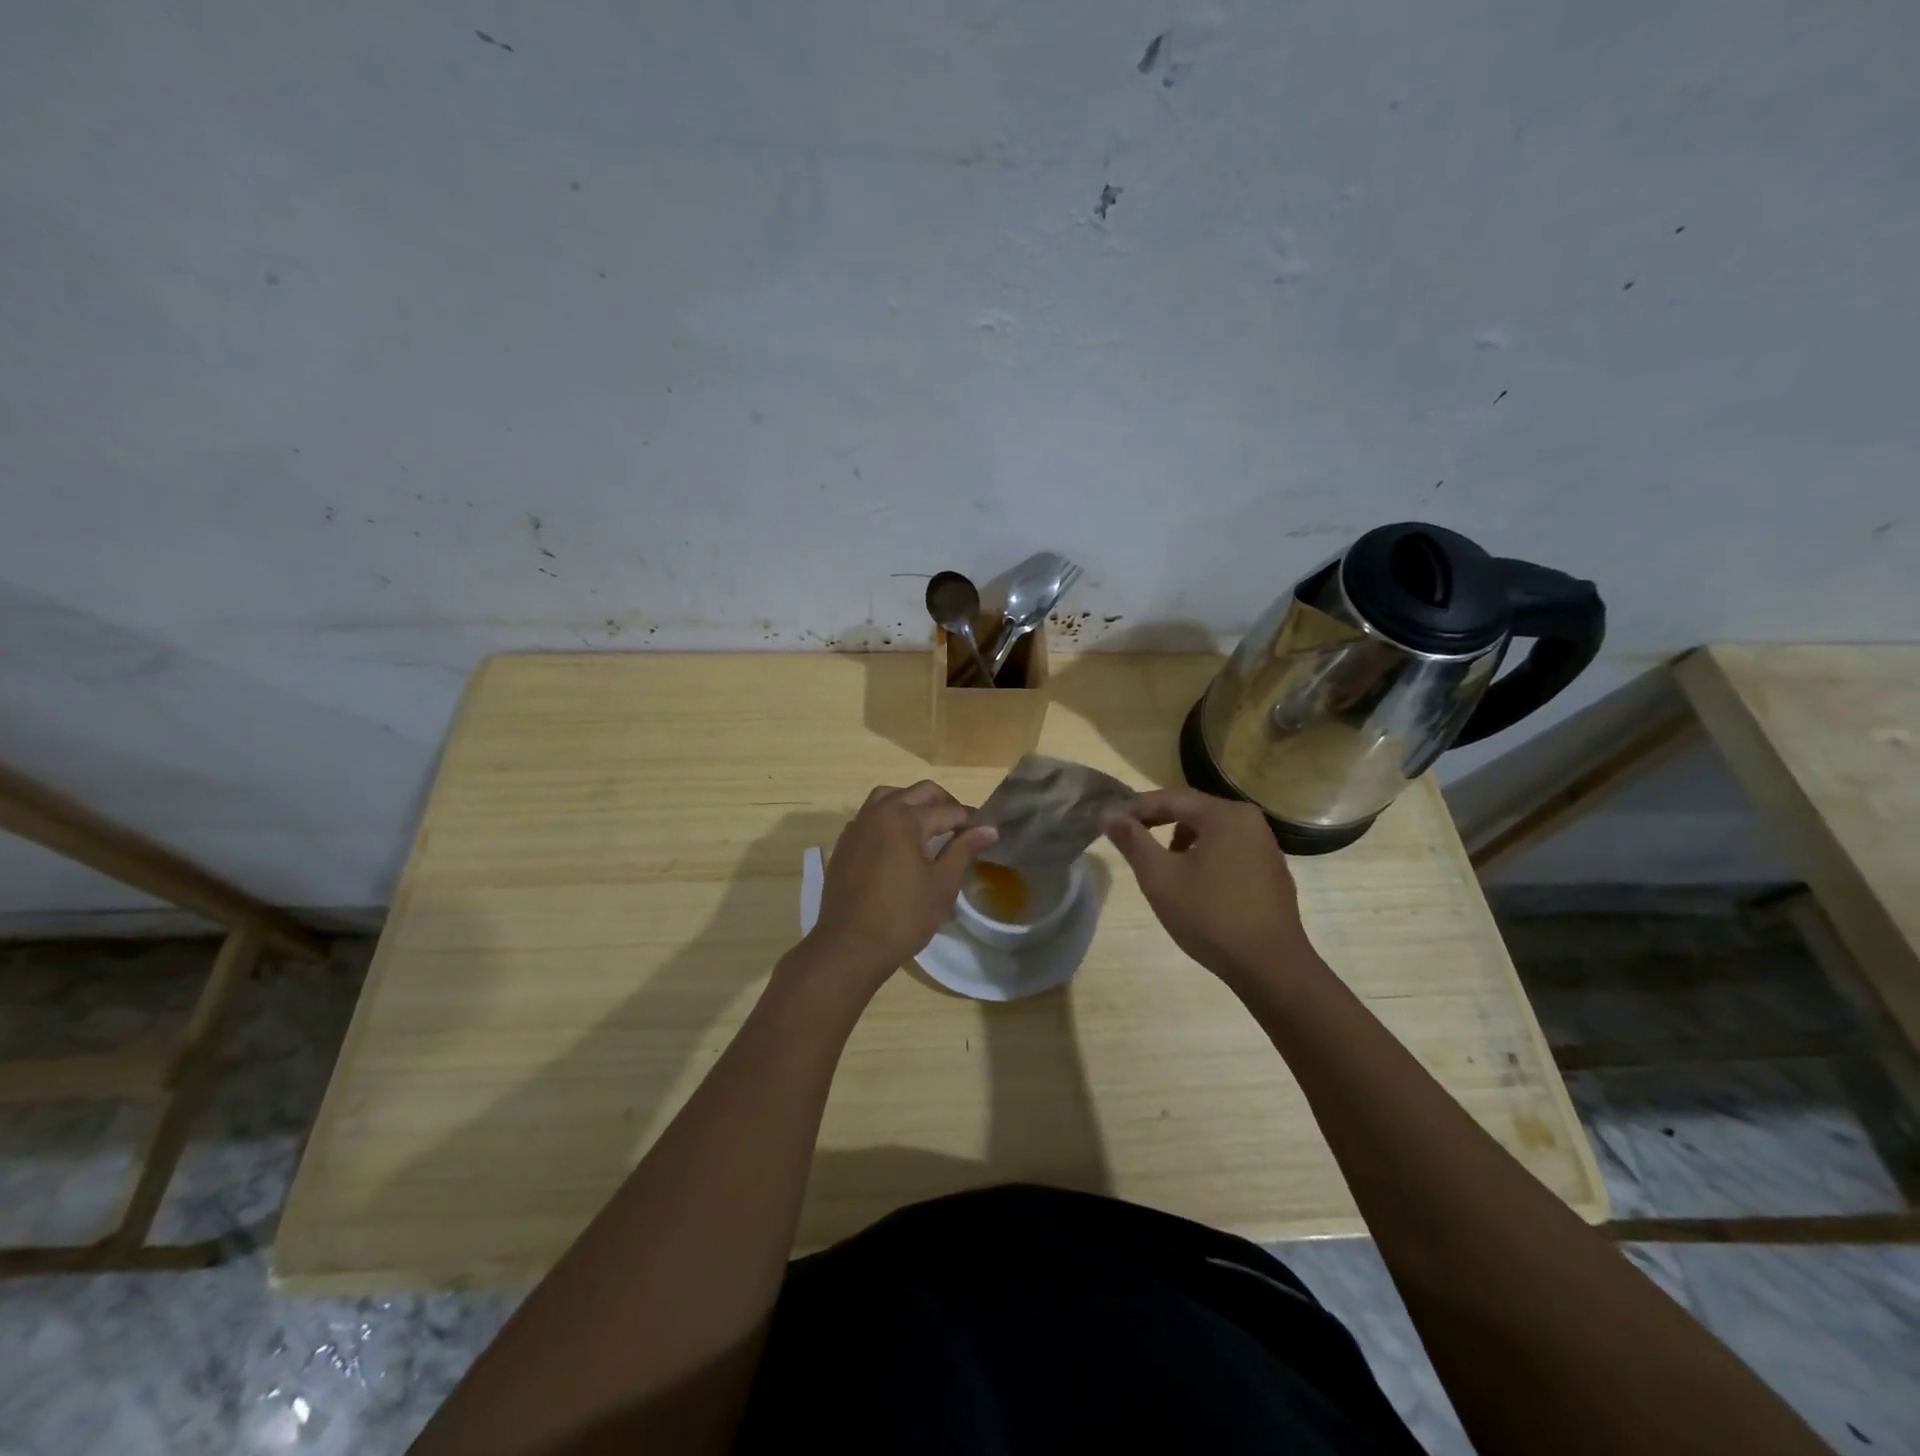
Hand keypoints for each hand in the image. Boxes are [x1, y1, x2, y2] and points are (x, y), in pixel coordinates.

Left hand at [805, 781, 997, 987]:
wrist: (850, 946)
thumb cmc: (903, 916)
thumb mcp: (942, 884)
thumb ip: (964, 849)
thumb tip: (989, 828)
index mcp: (905, 819)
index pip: (948, 810)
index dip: (971, 820)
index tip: (987, 831)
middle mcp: (879, 812)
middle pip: (918, 792)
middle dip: (944, 803)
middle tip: (961, 826)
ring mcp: (857, 826)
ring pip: (889, 796)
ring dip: (912, 803)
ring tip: (929, 826)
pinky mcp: (845, 843)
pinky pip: (869, 816)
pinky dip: (888, 817)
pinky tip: (898, 842)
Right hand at [1102, 788, 1313, 989]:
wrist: (1270, 967)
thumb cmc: (1210, 916)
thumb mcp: (1160, 877)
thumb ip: (1133, 841)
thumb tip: (1108, 814)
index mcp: (1225, 815)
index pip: (1170, 798)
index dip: (1136, 807)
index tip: (1108, 821)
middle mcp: (1250, 821)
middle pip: (1193, 810)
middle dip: (1158, 820)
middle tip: (1128, 836)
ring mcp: (1266, 846)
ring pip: (1212, 830)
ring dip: (1181, 838)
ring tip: (1160, 862)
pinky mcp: (1271, 871)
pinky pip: (1229, 849)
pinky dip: (1205, 855)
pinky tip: (1194, 883)